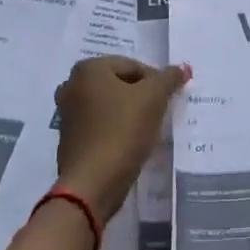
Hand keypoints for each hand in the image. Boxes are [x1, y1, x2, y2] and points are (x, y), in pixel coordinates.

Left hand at [54, 56, 188, 216]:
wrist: (92, 183)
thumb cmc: (122, 130)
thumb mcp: (154, 98)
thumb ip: (169, 78)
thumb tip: (182, 68)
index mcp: (88, 69)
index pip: (133, 66)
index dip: (155, 82)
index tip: (166, 101)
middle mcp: (72, 85)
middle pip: (120, 84)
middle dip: (141, 97)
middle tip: (158, 114)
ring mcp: (67, 113)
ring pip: (110, 105)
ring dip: (129, 114)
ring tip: (146, 130)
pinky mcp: (69, 138)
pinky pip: (100, 125)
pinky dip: (115, 129)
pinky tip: (129, 144)